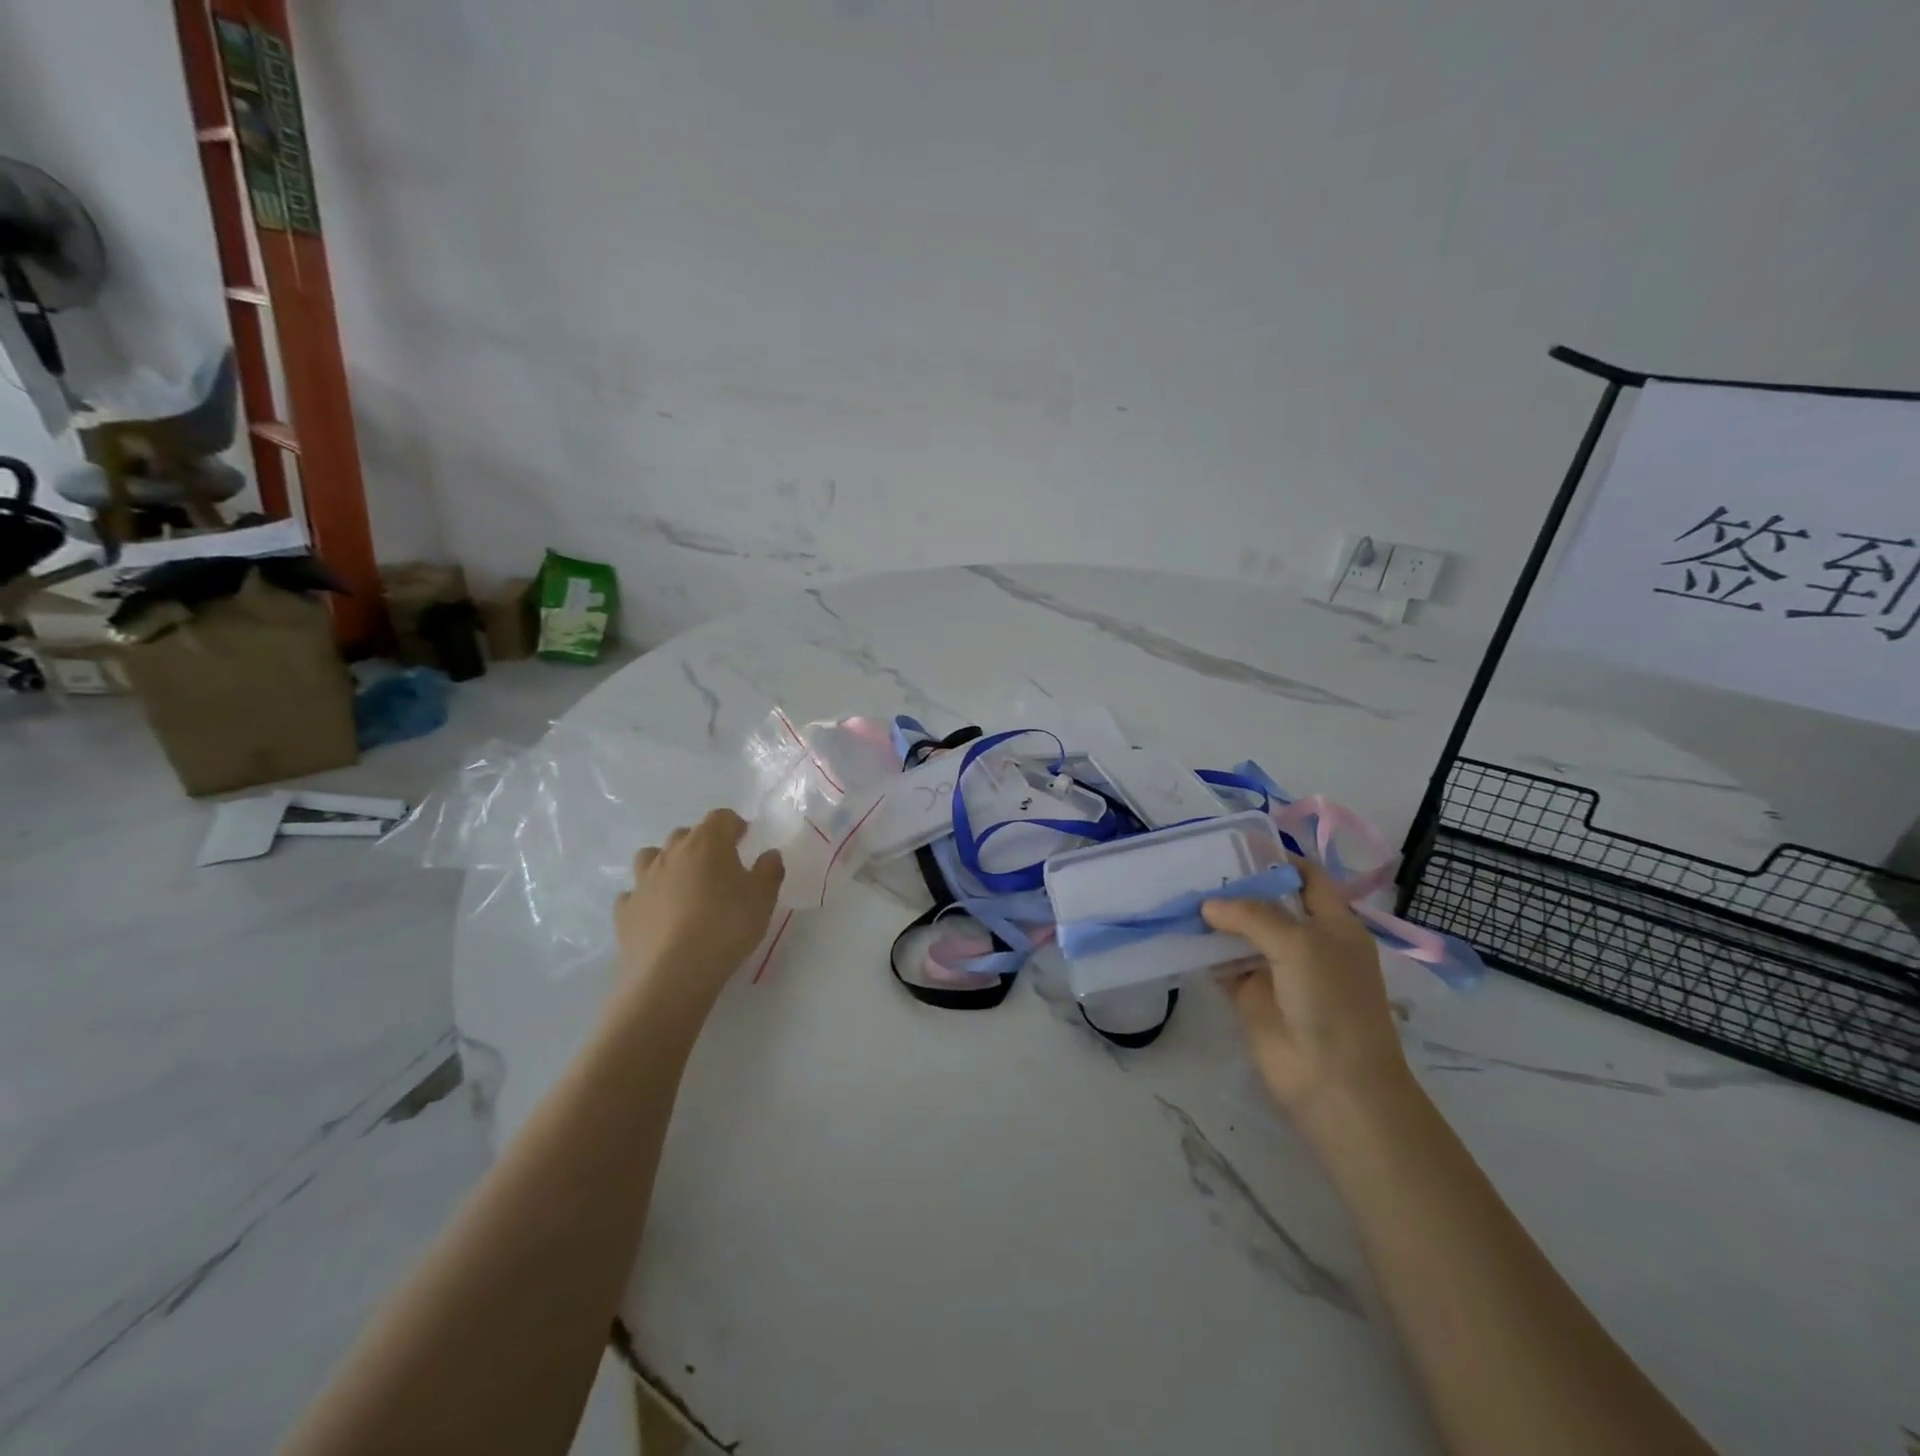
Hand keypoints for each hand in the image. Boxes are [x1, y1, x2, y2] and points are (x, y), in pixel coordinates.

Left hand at [614, 809, 784, 1008]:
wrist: (672, 974)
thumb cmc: (726, 927)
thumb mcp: (763, 899)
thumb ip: (769, 871)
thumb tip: (769, 854)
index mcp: (707, 843)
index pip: (721, 817)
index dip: (735, 825)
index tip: (746, 841)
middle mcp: (671, 853)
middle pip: (686, 834)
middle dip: (702, 843)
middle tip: (719, 867)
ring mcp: (643, 881)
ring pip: (652, 857)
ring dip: (668, 863)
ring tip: (684, 885)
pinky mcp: (625, 911)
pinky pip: (634, 893)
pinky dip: (646, 896)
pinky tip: (657, 913)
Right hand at [1202, 858, 1413, 1136]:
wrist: (1333, 1082)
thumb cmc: (1331, 1002)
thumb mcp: (1299, 944)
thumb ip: (1253, 915)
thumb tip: (1208, 905)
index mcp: (1333, 923)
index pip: (1306, 877)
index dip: (1277, 857)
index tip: (1235, 841)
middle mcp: (1305, 941)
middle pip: (1267, 902)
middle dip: (1235, 884)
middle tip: (1193, 862)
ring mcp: (1275, 969)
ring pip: (1239, 932)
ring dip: (1213, 916)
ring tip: (1176, 889)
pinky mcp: (1249, 995)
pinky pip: (1220, 964)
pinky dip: (1200, 950)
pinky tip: (1174, 931)